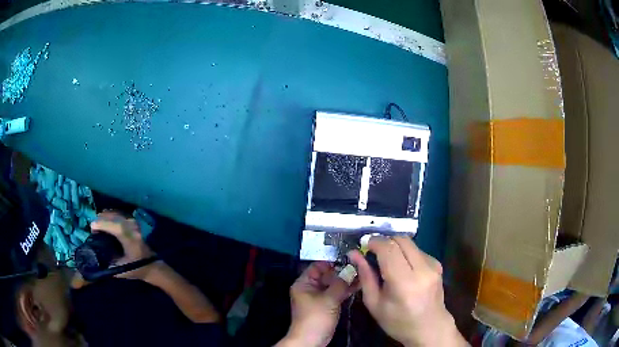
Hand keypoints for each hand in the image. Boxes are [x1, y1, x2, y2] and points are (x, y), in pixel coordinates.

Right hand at [90, 211, 156, 279]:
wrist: (152, 266)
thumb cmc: (137, 269)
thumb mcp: (122, 269)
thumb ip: (109, 263)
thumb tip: (95, 257)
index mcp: (130, 239)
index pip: (115, 226)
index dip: (102, 224)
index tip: (92, 227)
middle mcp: (132, 228)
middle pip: (114, 217)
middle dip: (101, 219)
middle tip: (93, 227)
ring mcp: (134, 224)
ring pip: (116, 214)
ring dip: (106, 216)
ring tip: (97, 224)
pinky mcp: (133, 223)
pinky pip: (119, 214)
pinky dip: (111, 216)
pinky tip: (105, 220)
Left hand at [279, 262, 358, 346]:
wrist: (311, 340)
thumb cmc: (315, 317)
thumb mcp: (328, 299)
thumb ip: (340, 284)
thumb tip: (351, 269)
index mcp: (304, 283)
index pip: (318, 266)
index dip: (333, 261)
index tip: (350, 257)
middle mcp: (311, 288)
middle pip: (327, 275)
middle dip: (343, 271)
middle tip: (360, 264)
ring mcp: (319, 297)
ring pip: (334, 284)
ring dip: (346, 280)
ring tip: (364, 273)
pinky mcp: (327, 305)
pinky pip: (337, 293)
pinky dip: (346, 290)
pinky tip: (360, 285)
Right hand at [348, 236, 466, 346]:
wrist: (429, 327)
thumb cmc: (398, 321)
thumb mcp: (374, 303)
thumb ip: (365, 276)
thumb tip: (354, 253)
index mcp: (404, 282)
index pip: (389, 249)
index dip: (374, 242)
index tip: (364, 245)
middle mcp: (422, 269)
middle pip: (401, 239)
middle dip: (384, 241)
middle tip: (373, 252)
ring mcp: (433, 265)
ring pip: (409, 243)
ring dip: (395, 246)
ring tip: (386, 261)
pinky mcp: (437, 264)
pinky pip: (417, 250)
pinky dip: (405, 253)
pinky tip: (402, 268)